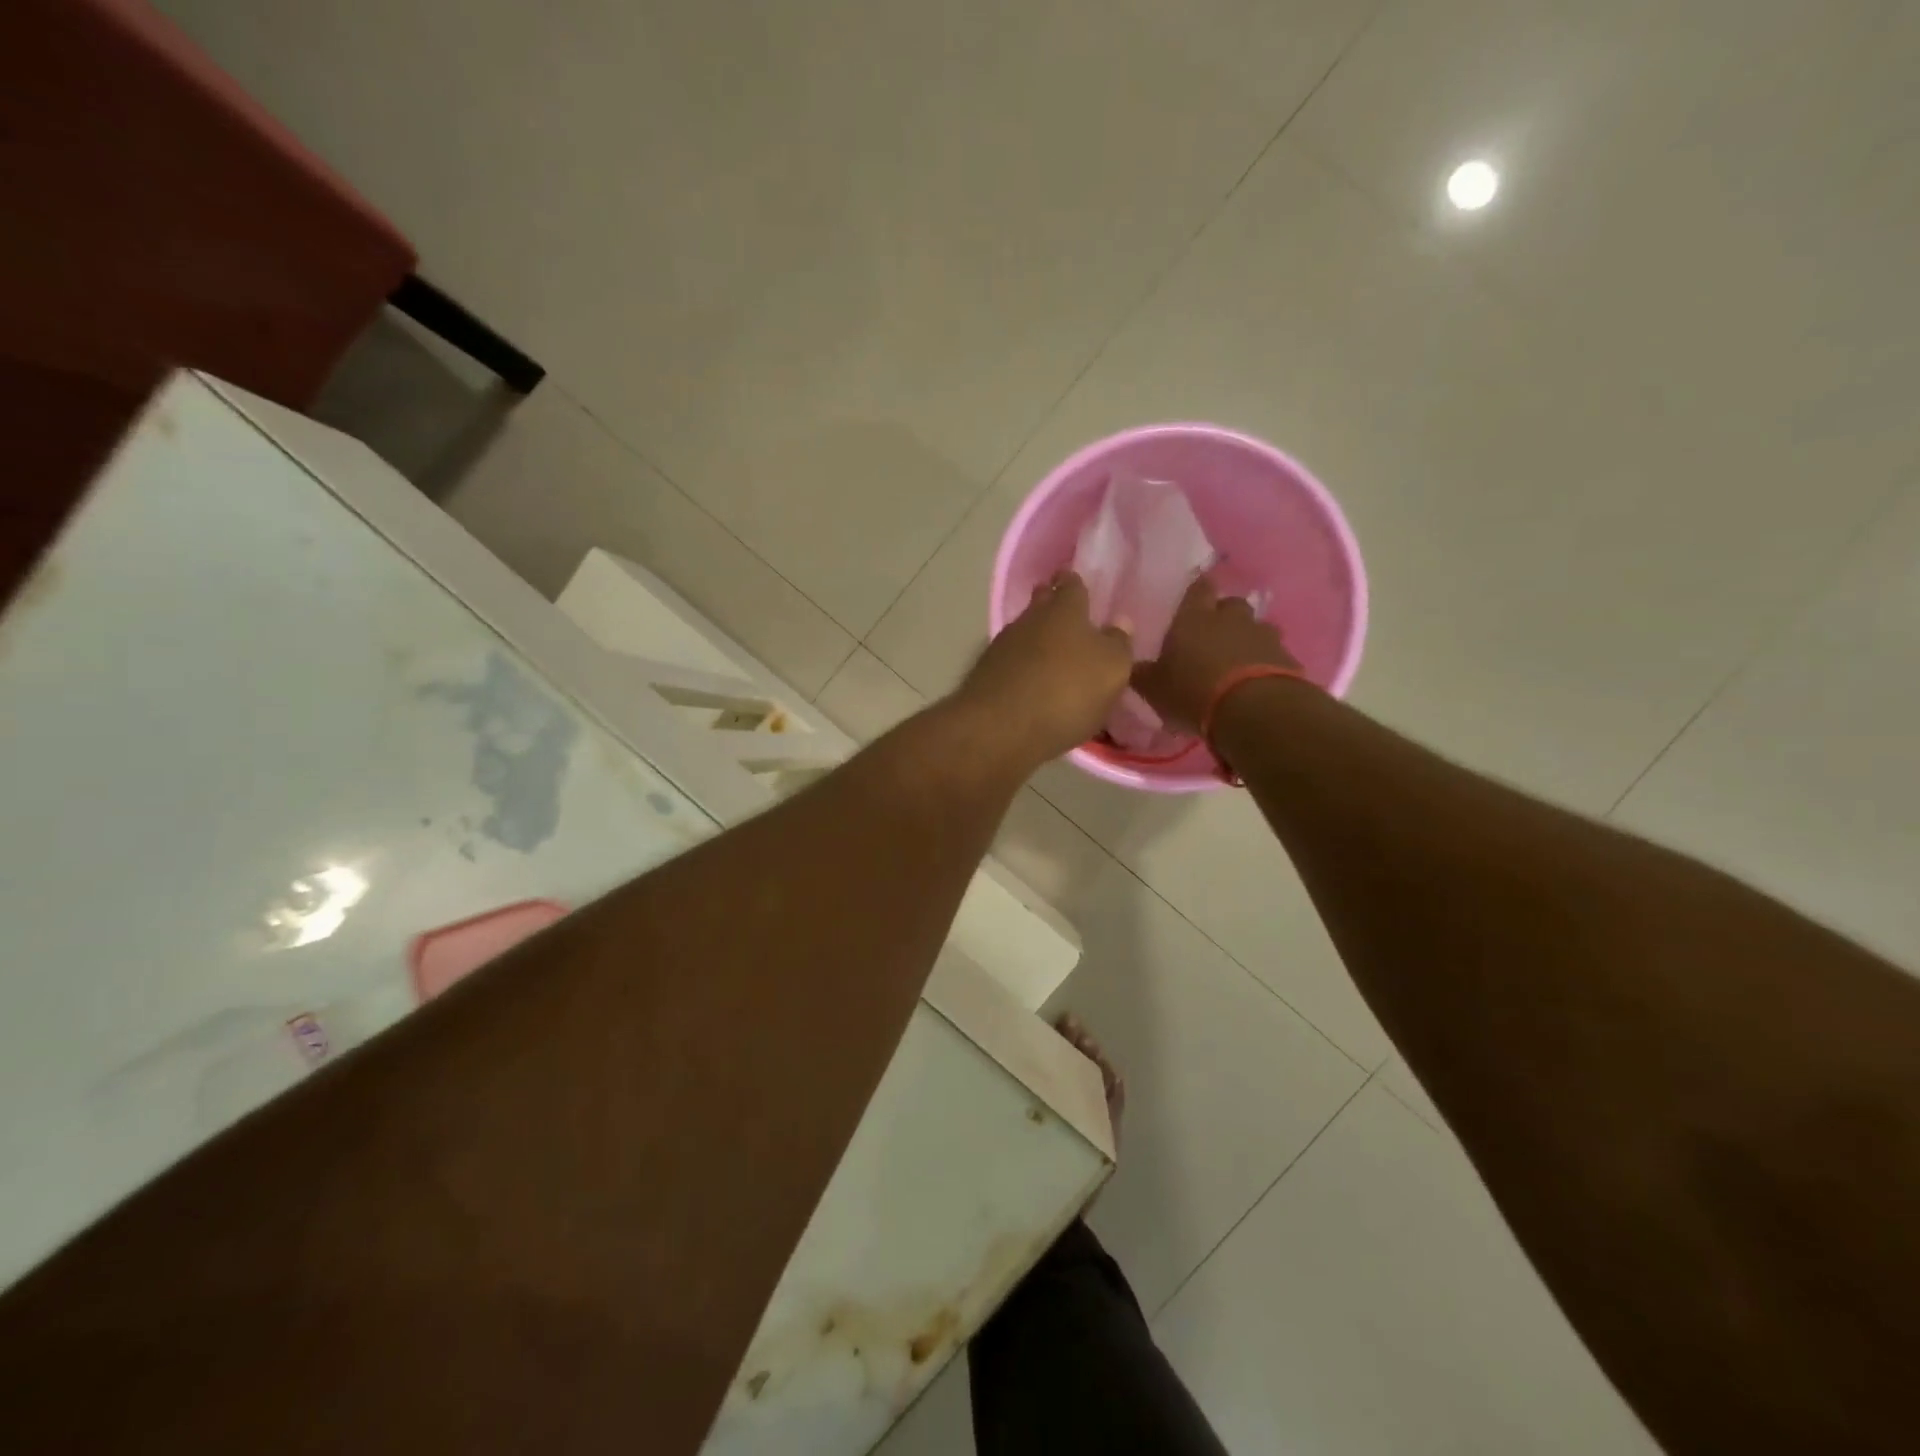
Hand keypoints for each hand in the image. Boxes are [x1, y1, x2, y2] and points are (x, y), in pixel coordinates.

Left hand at [956, 572, 1132, 765]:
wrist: (1000, 728)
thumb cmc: (1067, 692)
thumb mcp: (1111, 670)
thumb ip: (1118, 644)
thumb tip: (1120, 622)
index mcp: (1065, 610)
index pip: (1071, 585)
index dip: (1074, 583)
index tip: (1076, 582)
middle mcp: (1029, 620)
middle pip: (1041, 604)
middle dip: (1051, 605)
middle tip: (1065, 615)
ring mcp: (1002, 647)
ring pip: (1024, 633)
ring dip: (1036, 639)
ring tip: (1052, 652)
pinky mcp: (986, 675)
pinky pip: (1011, 662)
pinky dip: (1022, 667)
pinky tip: (1031, 680)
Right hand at [1132, 575, 1299, 731]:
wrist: (1254, 710)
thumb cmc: (1193, 692)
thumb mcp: (1155, 688)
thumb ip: (1143, 674)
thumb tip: (1133, 666)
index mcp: (1194, 618)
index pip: (1198, 589)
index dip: (1198, 590)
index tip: (1196, 595)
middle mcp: (1231, 619)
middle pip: (1231, 605)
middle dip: (1224, 616)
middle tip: (1214, 635)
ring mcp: (1263, 636)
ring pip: (1257, 628)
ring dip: (1248, 639)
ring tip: (1239, 660)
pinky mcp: (1287, 659)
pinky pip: (1275, 654)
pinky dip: (1267, 663)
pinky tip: (1258, 682)